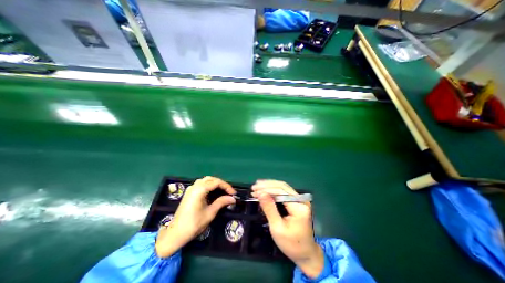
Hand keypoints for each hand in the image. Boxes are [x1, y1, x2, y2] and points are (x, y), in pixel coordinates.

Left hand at [156, 175, 236, 257]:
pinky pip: (201, 184)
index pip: (216, 182)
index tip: (233, 193)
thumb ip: (222, 202)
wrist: (175, 234)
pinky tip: (213, 192)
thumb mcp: (210, 213)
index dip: (227, 186)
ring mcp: (191, 189)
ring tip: (222, 190)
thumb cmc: (193, 224)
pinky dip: (209, 185)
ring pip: (206, 180)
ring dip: (215, 183)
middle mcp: (195, 186)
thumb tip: (233, 198)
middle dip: (221, 184)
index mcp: (200, 190)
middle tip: (229, 191)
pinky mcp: (189, 193)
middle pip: (211, 179)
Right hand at [251, 181, 323, 277]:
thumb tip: (260, 193)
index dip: (266, 189)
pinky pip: (284, 192)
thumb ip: (269, 208)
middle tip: (254, 187)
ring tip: (257, 186)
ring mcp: (300, 200)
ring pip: (282, 187)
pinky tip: (265, 190)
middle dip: (267, 185)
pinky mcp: (297, 201)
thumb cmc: (291, 244)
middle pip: (282, 186)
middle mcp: (301, 200)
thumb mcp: (277, 227)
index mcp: (299, 207)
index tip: (254, 191)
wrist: (305, 253)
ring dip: (269, 186)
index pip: (281, 192)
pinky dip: (273, 190)